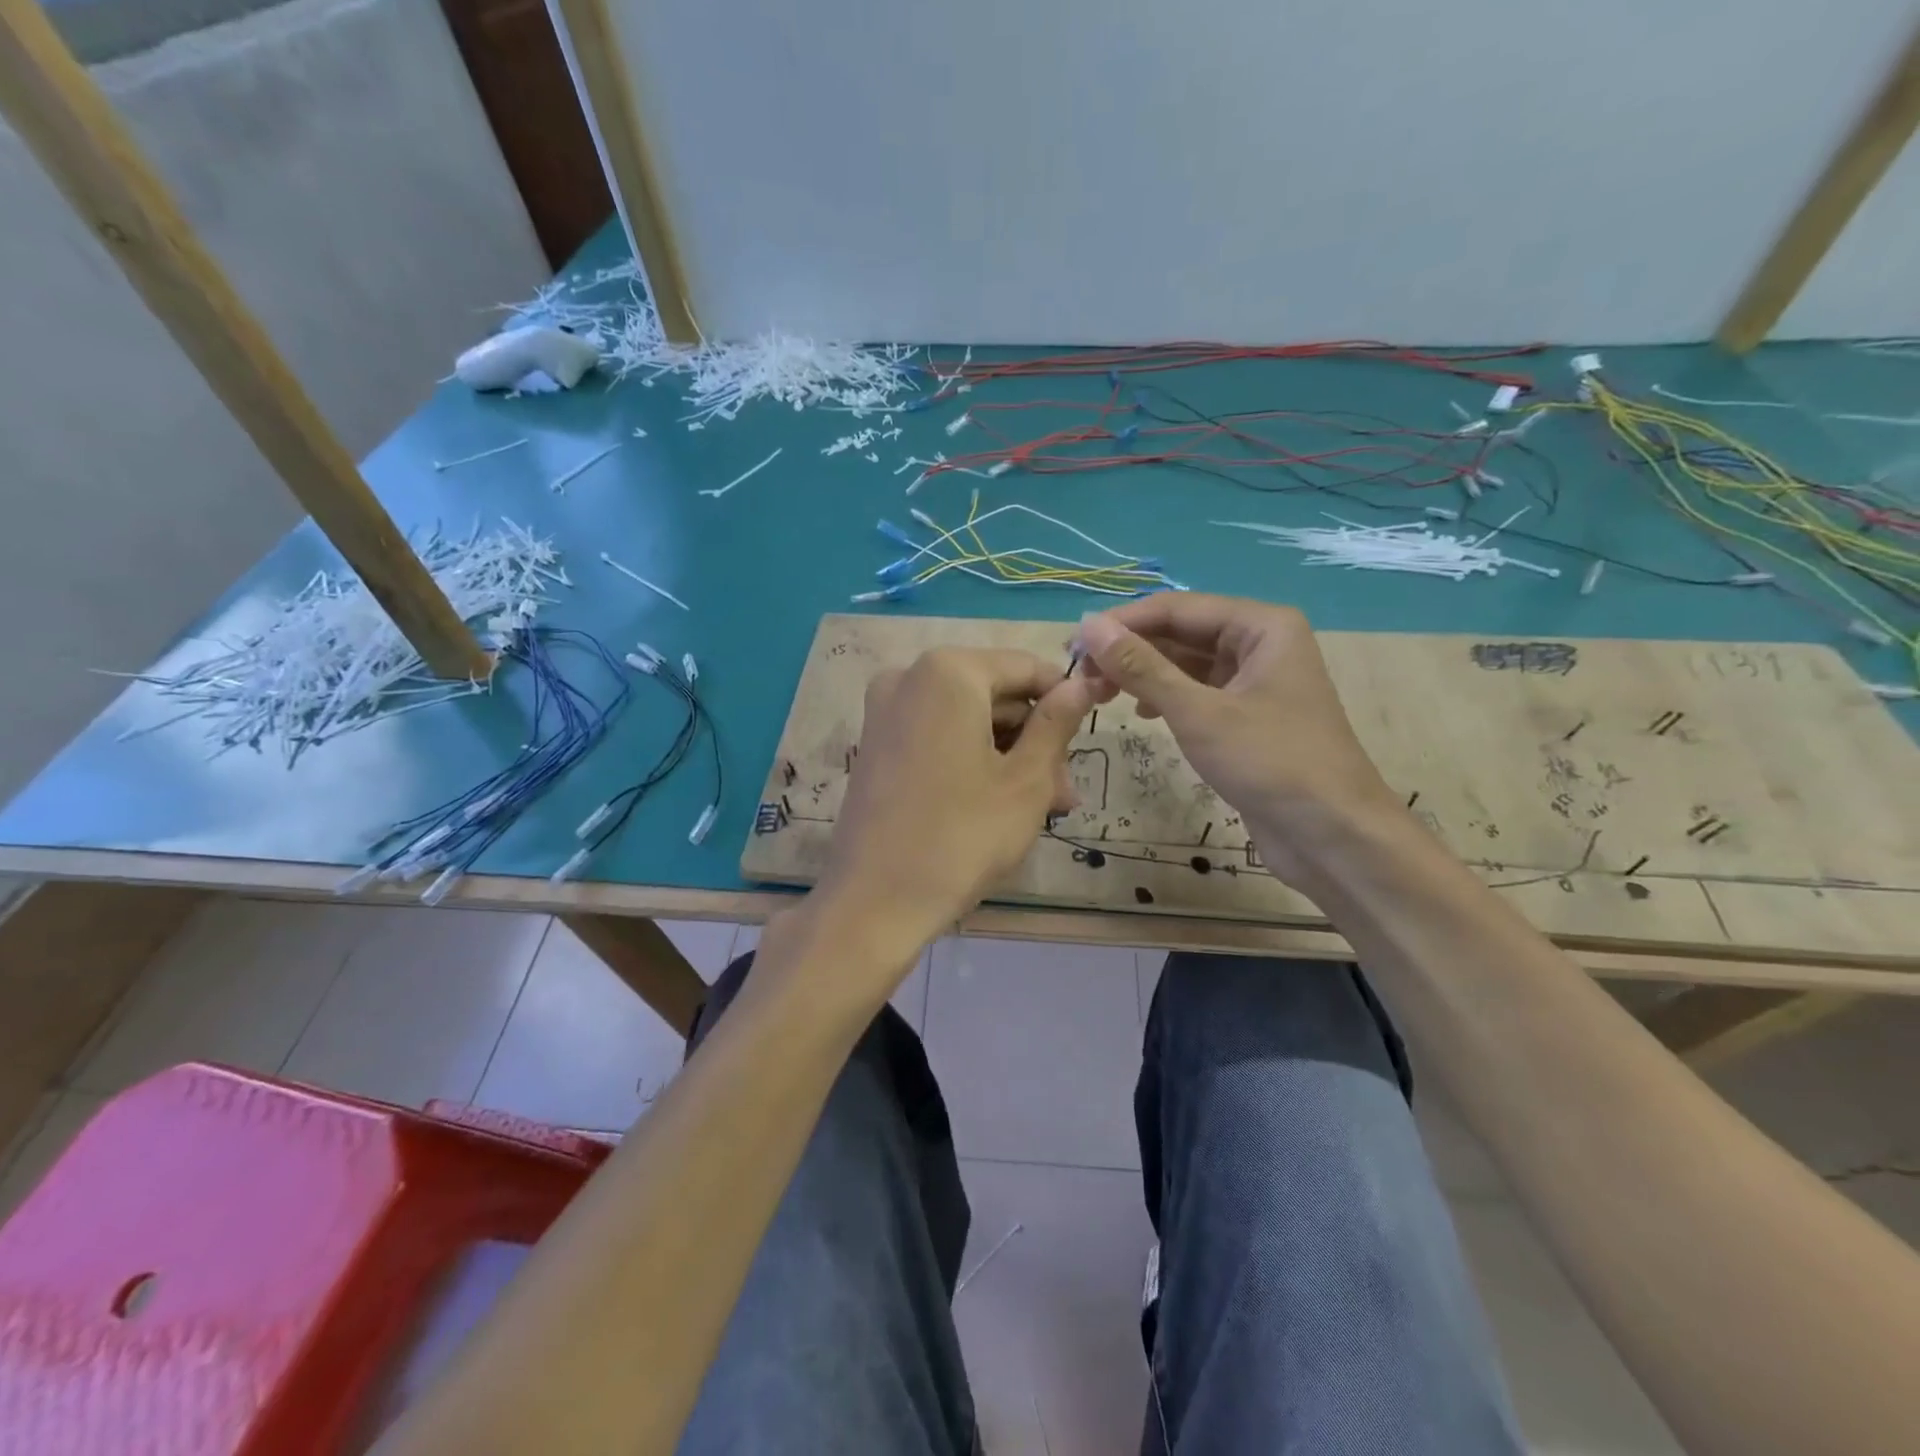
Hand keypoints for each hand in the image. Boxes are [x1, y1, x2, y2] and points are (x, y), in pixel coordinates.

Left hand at [818, 646, 1093, 954]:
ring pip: (968, 721)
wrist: (873, 901)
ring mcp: (886, 713)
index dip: (1065, 696)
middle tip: (1065, 793)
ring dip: (1009, 757)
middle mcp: (909, 678)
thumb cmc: (962, 836)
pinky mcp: (876, 746)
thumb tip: (1081, 685)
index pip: (1025, 667)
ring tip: (1043, 808)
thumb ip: (1056, 724)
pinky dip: (972, 761)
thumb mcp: (1025, 781)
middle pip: (994, 696)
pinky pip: (938, 738)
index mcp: (948, 672)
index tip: (1095, 725)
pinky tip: (1000, 804)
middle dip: (1035, 741)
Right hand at [1074, 594, 1402, 889]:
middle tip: (1080, 675)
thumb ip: (1141, 667)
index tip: (1073, 645)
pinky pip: (1197, 691)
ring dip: (1143, 674)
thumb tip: (1088, 627)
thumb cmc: (1270, 763)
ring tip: (1100, 695)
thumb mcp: (1198, 712)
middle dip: (1130, 650)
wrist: (1333, 836)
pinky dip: (1166, 697)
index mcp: (1261, 625)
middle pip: (1180, 632)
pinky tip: (1141, 712)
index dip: (1121, 624)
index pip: (1175, 607)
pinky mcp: (1248, 716)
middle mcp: (1260, 643)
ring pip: (1186, 663)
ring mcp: (1256, 680)